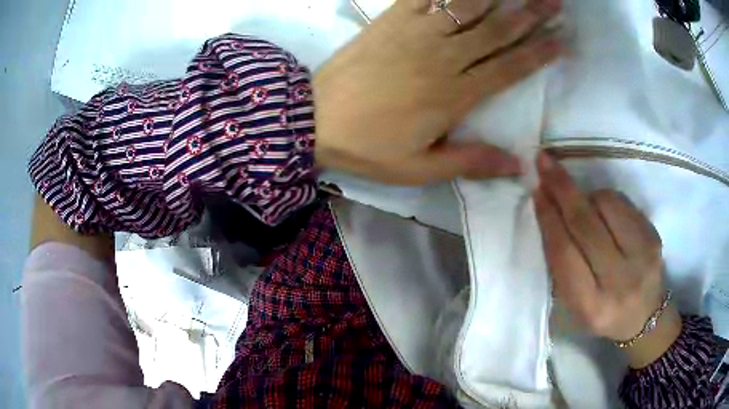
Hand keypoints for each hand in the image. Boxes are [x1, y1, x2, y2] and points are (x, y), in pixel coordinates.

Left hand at [313, 0, 562, 184]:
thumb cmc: (367, 146)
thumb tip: (518, 166)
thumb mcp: (419, 168)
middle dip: (531, 15)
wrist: (314, 119)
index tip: (562, 42)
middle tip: (555, 4)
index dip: (539, 54)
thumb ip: (471, 163)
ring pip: (468, 7)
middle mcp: (444, 57)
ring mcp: (417, 33)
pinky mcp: (392, 20)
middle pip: (498, 31)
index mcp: (456, 94)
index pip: (510, 68)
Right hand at [533, 153, 680, 366]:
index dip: (549, 219)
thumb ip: (563, 265)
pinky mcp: (653, 235)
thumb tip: (551, 213)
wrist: (644, 316)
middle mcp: (620, 280)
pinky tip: (602, 210)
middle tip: (545, 162)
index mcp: (592, 305)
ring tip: (581, 204)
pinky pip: (623, 202)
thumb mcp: (575, 304)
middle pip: (586, 224)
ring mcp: (642, 255)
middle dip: (562, 189)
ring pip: (606, 204)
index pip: (565, 254)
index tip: (536, 192)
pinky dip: (606, 199)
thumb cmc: (603, 312)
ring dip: (586, 196)